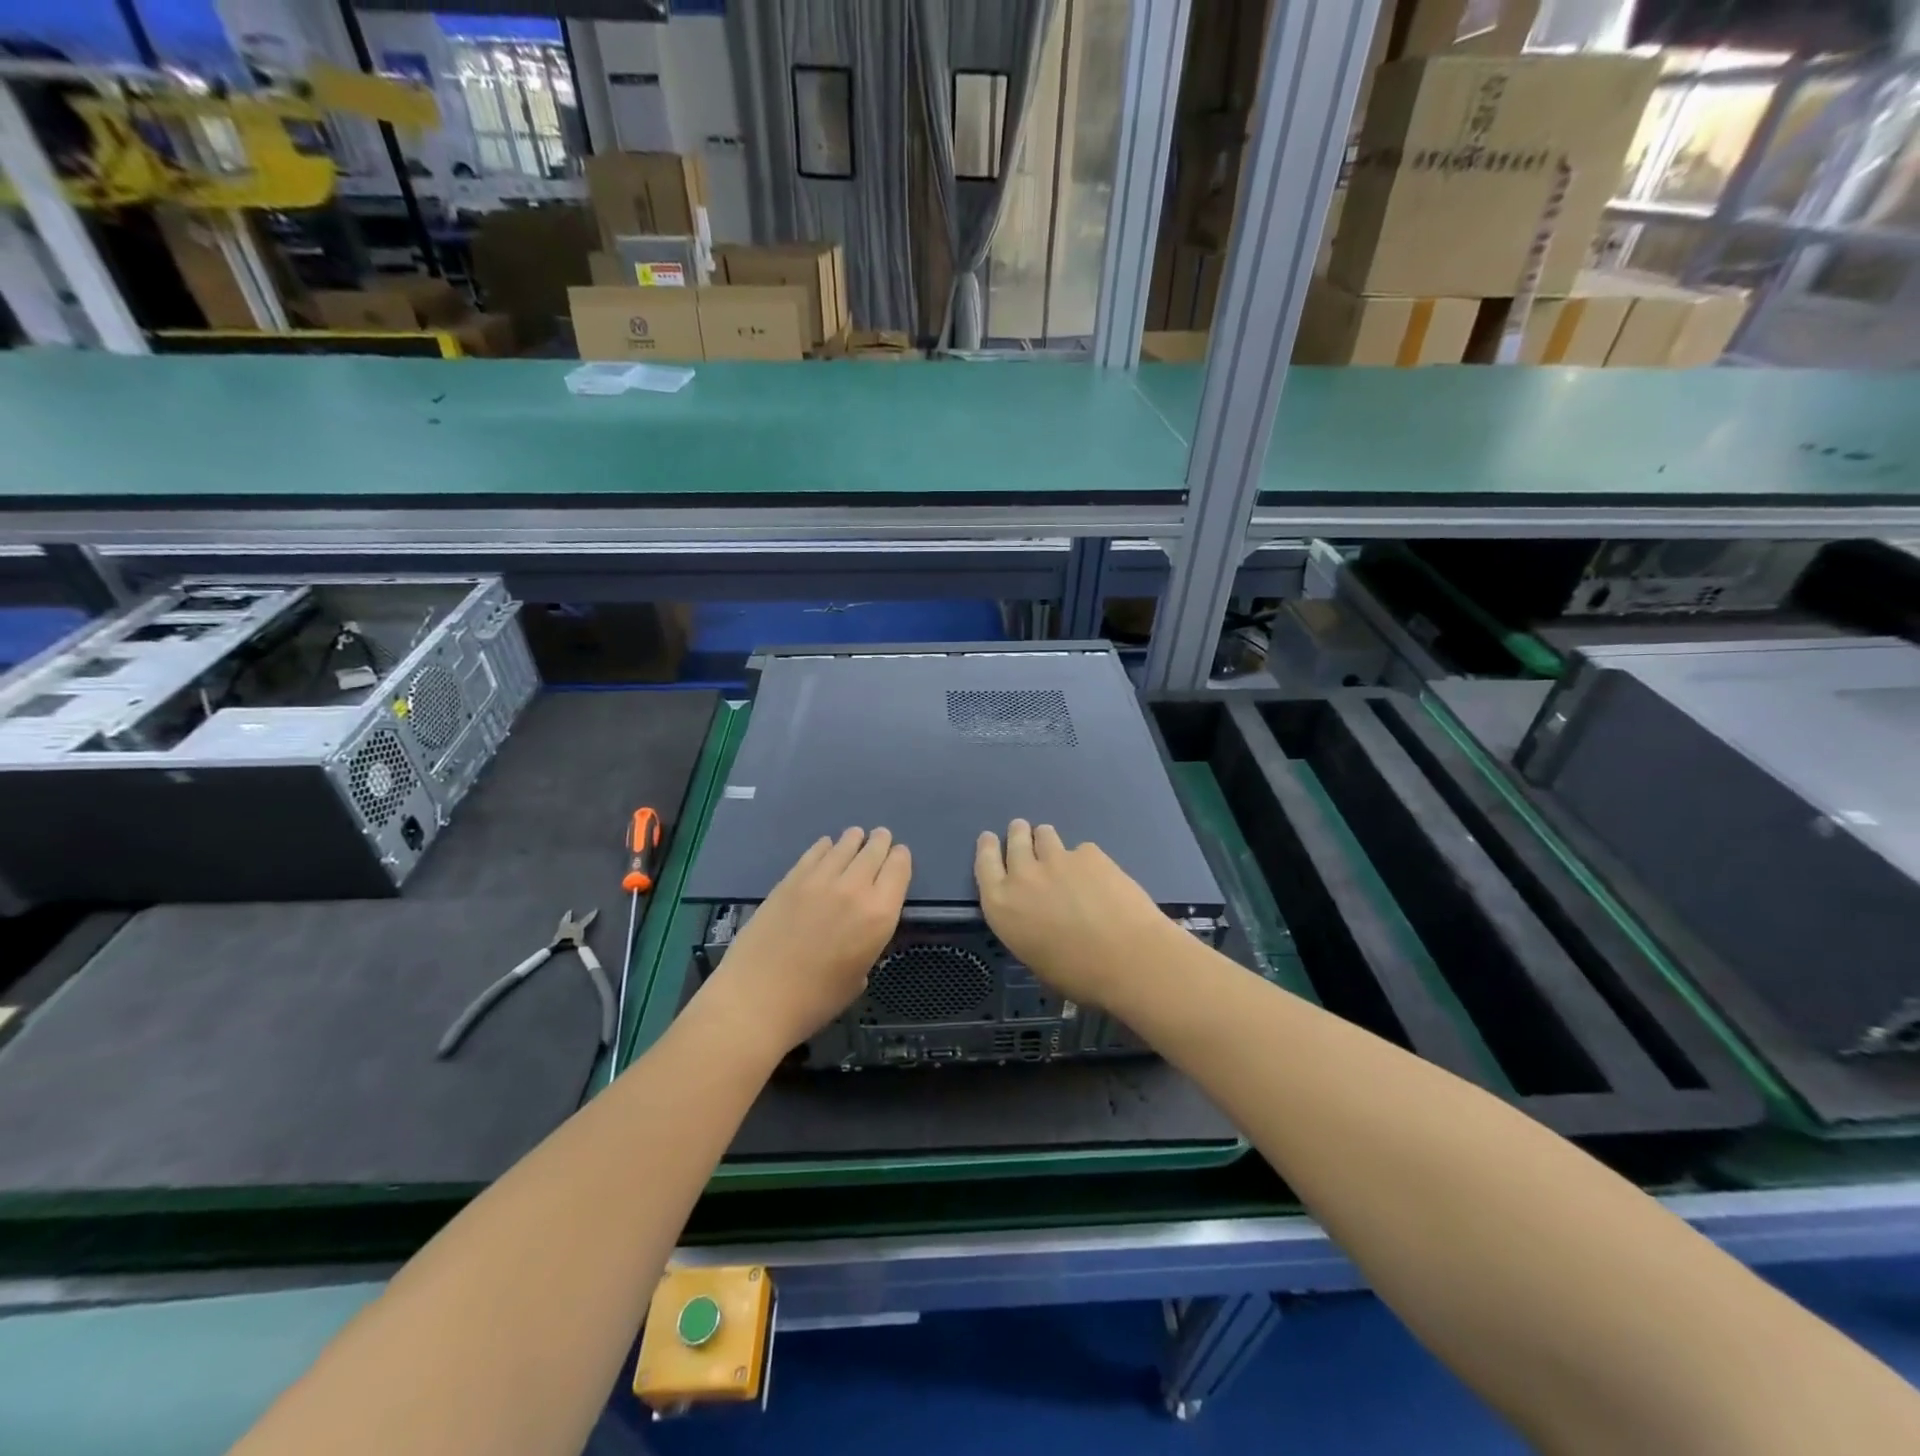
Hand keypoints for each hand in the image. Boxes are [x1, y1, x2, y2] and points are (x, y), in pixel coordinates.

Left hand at [699, 827, 910, 1057]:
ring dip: (854, 839)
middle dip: (880, 842)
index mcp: (879, 915)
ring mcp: (820, 880)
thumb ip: (867, 943)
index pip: (899, 870)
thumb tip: (860, 930)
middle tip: (881, 837)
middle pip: (874, 851)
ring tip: (856, 835)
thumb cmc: (816, 999)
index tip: (899, 855)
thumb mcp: (859, 976)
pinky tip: (826, 846)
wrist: (759, 997)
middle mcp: (855, 888)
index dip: (901, 859)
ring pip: (844, 846)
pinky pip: (815, 853)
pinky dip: (825, 847)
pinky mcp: (791, 879)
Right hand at [974, 819, 1183, 1009]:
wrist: (1128, 958)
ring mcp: (1057, 860)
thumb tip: (1038, 920)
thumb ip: (1027, 928)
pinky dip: (1084, 860)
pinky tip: (1099, 877)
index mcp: (1002, 906)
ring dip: (1046, 839)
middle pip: (1015, 840)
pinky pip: (1081, 850)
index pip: (984, 864)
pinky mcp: (1089, 854)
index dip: (987, 848)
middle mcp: (1023, 875)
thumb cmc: (1078, 975)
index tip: (990, 838)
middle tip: (1023, 832)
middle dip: (1018, 834)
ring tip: (1058, 851)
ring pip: (1045, 835)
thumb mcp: (1035, 958)